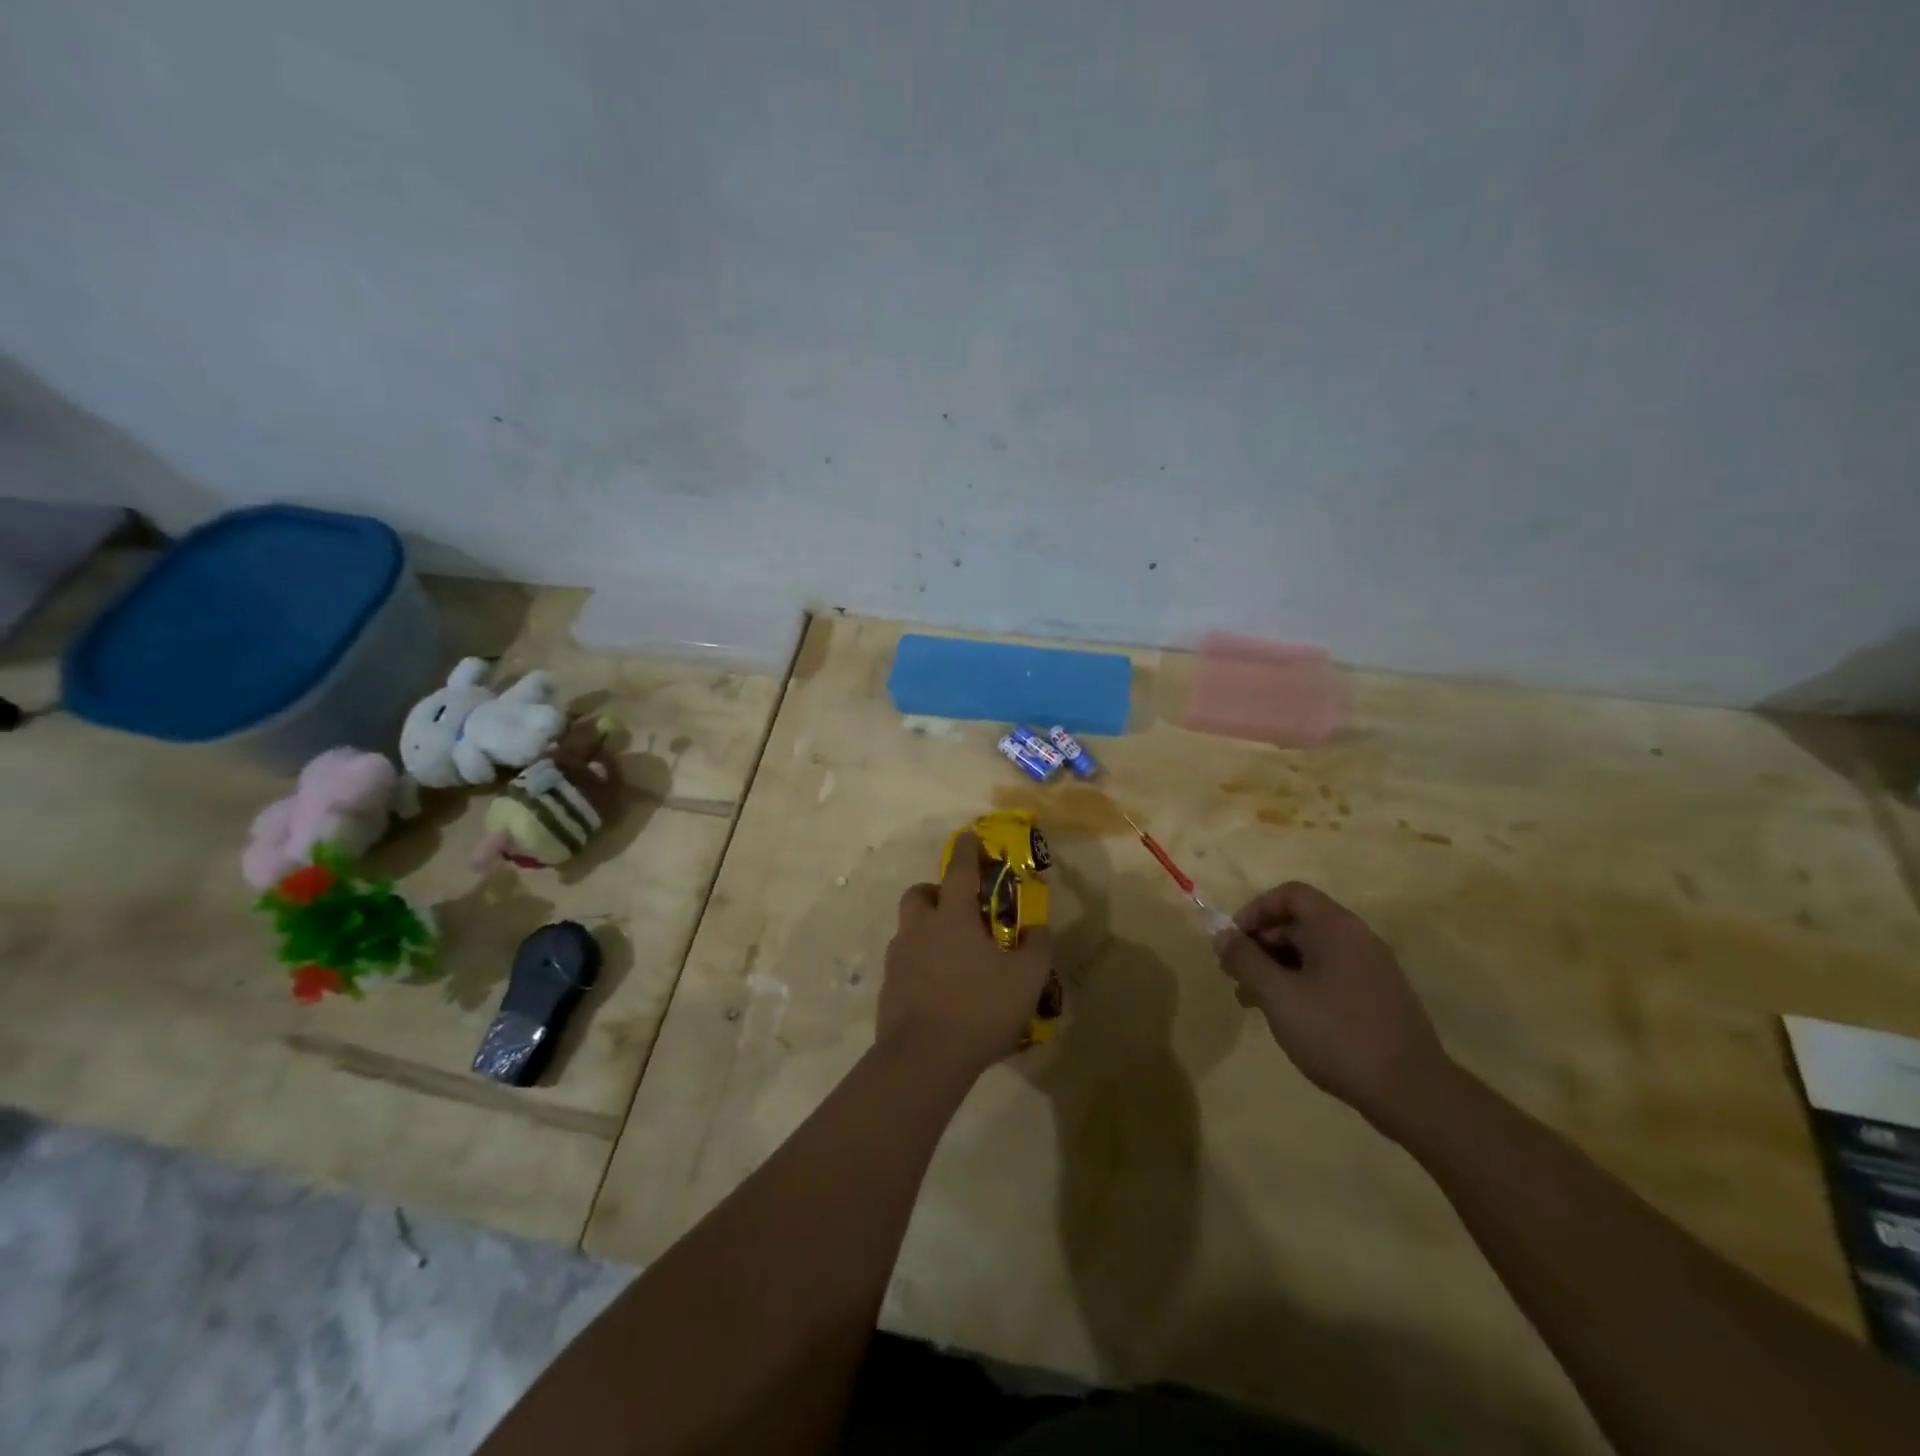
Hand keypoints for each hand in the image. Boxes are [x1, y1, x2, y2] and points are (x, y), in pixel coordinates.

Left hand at [879, 832, 1054, 1076]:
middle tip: (958, 910)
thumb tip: (1038, 928)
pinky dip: (920, 963)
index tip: (970, 835)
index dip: (967, 850)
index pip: (959, 871)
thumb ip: (1038, 947)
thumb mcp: (1026, 979)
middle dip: (935, 892)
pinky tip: (939, 987)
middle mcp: (920, 929)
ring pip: (909, 929)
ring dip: (927, 929)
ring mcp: (898, 959)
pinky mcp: (888, 988)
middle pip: (919, 895)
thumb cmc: (978, 1009)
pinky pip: (905, 962)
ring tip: (953, 954)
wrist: (923, 1059)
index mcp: (952, 918)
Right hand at [1213, 881, 1450, 1130]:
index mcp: (1337, 928)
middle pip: (1299, 922)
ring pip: (1312, 952)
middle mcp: (1358, 939)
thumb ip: (1246, 961)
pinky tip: (1286, 1016)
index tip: (1234, 942)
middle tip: (1236, 975)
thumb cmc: (1337, 1034)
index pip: (1290, 894)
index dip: (1255, 911)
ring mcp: (1371, 969)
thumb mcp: (1279, 996)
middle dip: (1261, 943)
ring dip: (1276, 968)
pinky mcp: (1377, 997)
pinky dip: (1300, 984)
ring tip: (1251, 1000)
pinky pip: (1329, 975)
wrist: (1413, 1093)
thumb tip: (1221, 935)